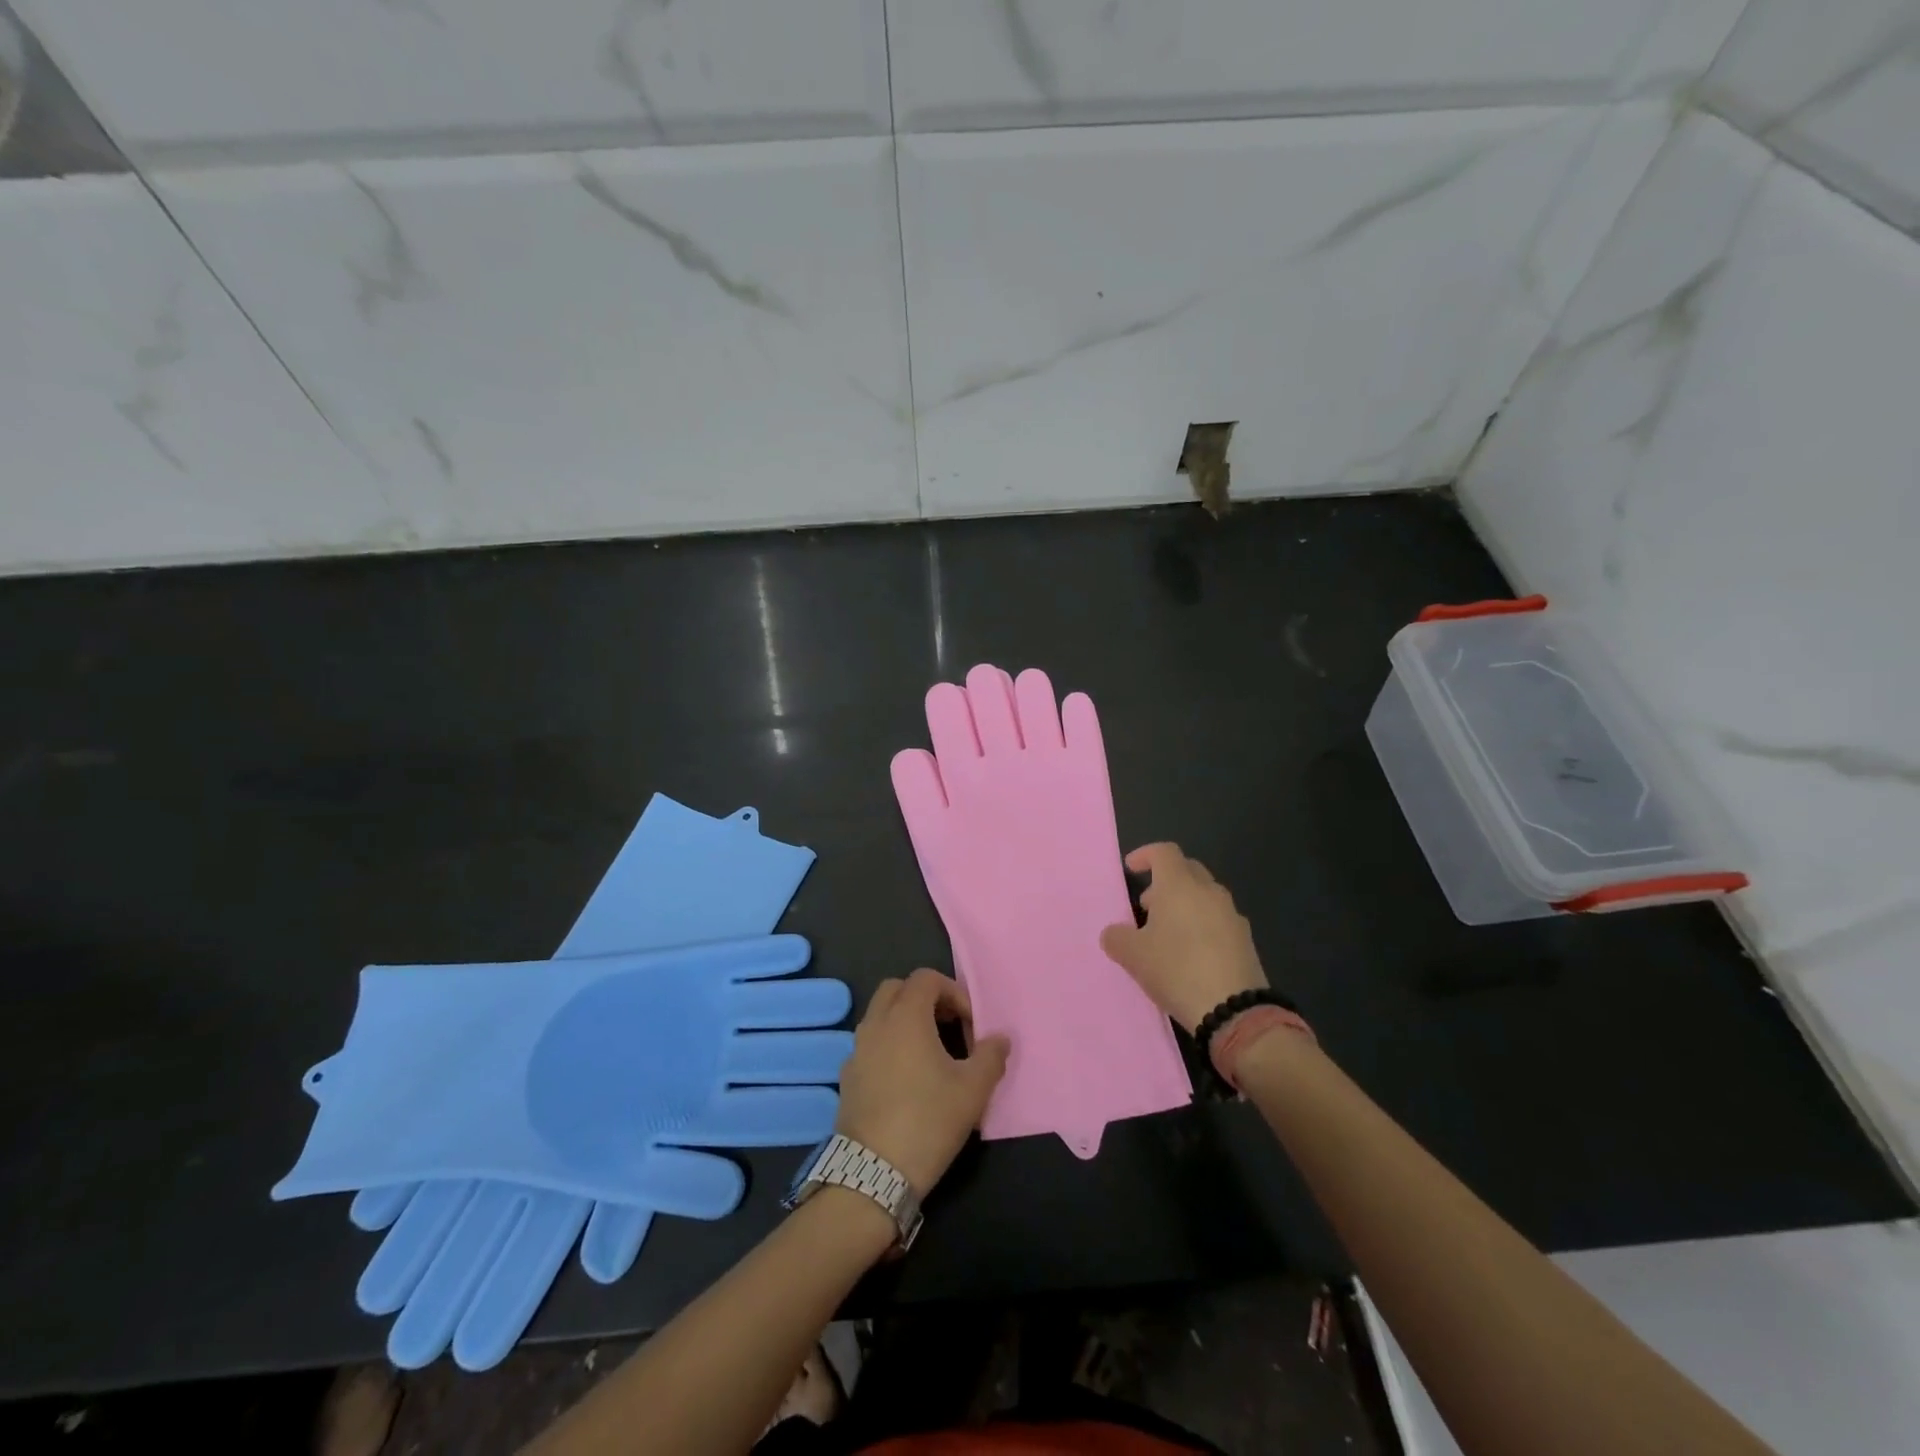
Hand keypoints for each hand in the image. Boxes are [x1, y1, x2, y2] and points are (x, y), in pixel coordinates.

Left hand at [836, 969, 1009, 1193]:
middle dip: (925, 999)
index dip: (953, 992)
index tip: (970, 1023)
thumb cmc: (928, 1120)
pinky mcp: (847, 1077)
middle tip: (948, 1026)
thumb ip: (991, 1056)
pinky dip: (889, 1045)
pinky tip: (906, 1080)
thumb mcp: (973, 1090)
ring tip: (930, 1054)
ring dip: (905, 1021)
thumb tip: (1000, 1038)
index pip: (926, 978)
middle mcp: (875, 1024)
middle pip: (897, 988)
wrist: (873, 1173)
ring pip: (880, 1015)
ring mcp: (856, 1050)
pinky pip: (870, 1044)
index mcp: (905, 1016)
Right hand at [1099, 843, 1267, 1032]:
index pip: (1164, 852)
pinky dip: (1201, 923)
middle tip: (1147, 905)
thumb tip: (1114, 933)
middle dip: (1165, 880)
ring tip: (1167, 933)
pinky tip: (1191, 952)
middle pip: (1187, 869)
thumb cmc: (1176, 970)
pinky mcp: (1245, 939)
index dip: (1145, 855)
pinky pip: (1218, 918)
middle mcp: (1209, 892)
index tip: (1132, 869)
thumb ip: (1117, 937)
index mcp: (1180, 885)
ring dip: (1184, 903)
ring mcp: (1231, 914)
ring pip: (1204, 895)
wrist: (1233, 1010)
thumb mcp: (1133, 955)